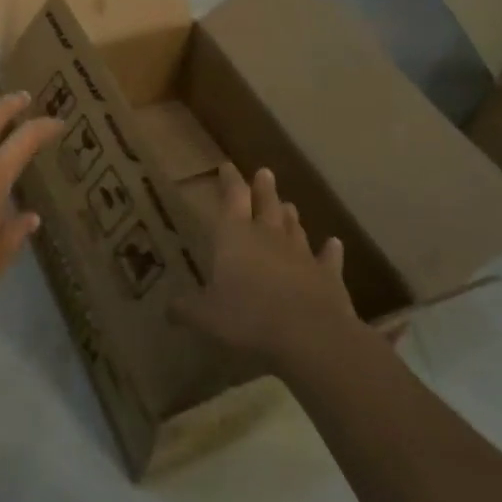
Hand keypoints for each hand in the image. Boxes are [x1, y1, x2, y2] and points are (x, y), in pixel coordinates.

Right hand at [170, 163, 364, 364]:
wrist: (310, 336)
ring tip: (289, 205)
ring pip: (295, 227)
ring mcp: (301, 253)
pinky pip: (329, 258)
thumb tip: (167, 309)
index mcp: (235, 235)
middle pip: (267, 203)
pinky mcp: (328, 275)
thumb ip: (186, 309)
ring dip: (290, 216)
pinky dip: (330, 250)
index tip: (227, 166)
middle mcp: (268, 235)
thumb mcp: (205, 316)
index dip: (229, 181)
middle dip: (264, 188)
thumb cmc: (249, 318)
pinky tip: (334, 244)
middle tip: (265, 172)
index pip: (232, 197)